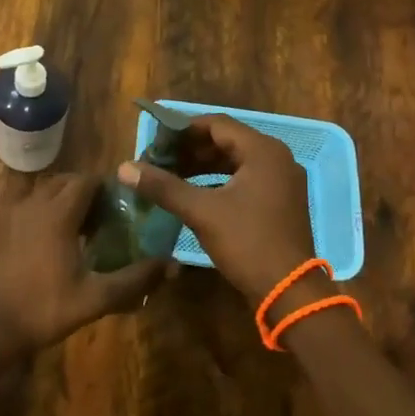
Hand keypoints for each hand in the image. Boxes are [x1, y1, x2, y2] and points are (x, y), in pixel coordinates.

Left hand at [0, 174, 172, 349]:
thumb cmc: (45, 308)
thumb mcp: (96, 297)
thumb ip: (135, 279)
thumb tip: (172, 265)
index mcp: (58, 213)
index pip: (87, 181)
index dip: (108, 188)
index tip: (125, 206)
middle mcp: (35, 204)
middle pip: (66, 181)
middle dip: (89, 192)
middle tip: (109, 216)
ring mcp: (15, 215)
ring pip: (46, 191)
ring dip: (67, 199)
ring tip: (86, 228)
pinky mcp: (3, 228)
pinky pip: (31, 205)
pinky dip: (48, 211)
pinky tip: (58, 241)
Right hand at [118, 113, 317, 305]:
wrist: (289, 291)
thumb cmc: (247, 242)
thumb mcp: (201, 212)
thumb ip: (163, 186)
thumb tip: (125, 168)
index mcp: (263, 150)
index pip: (216, 124)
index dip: (183, 130)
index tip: (155, 141)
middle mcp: (277, 157)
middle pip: (227, 141)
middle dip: (191, 149)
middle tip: (159, 160)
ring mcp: (283, 180)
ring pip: (236, 161)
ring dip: (203, 165)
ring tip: (171, 175)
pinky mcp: (281, 201)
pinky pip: (246, 178)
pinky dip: (220, 181)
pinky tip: (195, 193)